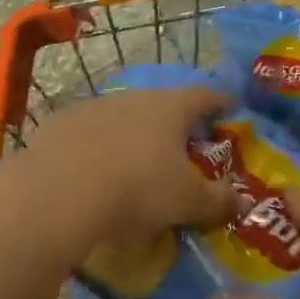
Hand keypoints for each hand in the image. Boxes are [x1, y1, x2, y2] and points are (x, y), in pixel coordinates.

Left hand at [22, 84, 235, 254]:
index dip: (219, 102)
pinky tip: (91, 171)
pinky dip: (96, 146)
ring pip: (122, 116)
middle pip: (162, 104)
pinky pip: (86, 132)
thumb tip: (243, 202)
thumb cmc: (136, 190)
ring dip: (132, 133)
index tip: (229, 106)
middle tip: (182, 144)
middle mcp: (134, 98)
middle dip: (173, 122)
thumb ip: (217, 200)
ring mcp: (93, 107)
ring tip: (135, 161)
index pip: (204, 96)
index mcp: (171, 108)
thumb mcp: (185, 202)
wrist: (56, 194)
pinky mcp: (58, 124)